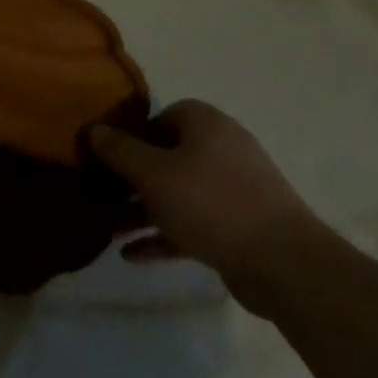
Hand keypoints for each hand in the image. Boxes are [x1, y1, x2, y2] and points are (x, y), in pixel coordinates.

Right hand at [91, 100, 327, 310]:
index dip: (133, 133)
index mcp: (206, 124)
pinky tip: (131, 255)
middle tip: (102, 193)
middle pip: (167, 156)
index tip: (108, 156)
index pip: (163, 115)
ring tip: (108, 228)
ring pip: (177, 192)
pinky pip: (192, 222)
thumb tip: (94, 129)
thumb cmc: (210, 203)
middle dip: (132, 177)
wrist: (283, 262)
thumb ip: (120, 150)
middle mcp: (222, 149)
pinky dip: (164, 234)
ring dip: (143, 209)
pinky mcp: (239, 226)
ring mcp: (234, 189)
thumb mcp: (153, 173)